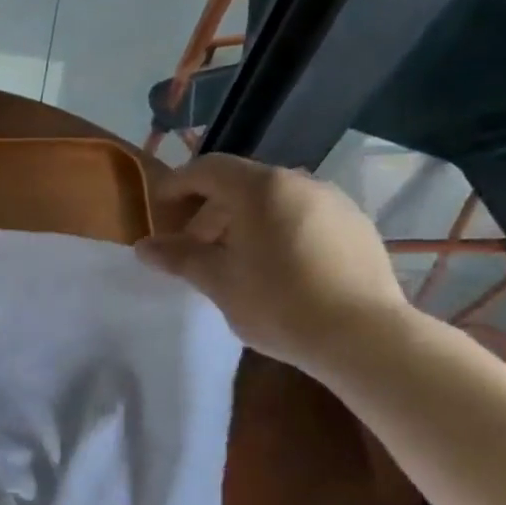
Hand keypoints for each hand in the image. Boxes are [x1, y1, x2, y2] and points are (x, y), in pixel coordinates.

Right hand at [135, 155, 410, 373]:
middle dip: (211, 212)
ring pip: (275, 203)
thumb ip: (180, 258)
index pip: (209, 169)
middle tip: (193, 249)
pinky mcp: (357, 228)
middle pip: (243, 185)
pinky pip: (304, 218)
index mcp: (262, 189)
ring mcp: (335, 203)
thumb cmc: (278, 304)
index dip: (178, 185)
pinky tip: (277, 271)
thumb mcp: (219, 282)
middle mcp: (301, 182)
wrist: (362, 335)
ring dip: (245, 224)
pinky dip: (278, 233)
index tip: (159, 209)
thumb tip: (143, 247)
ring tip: (234, 263)